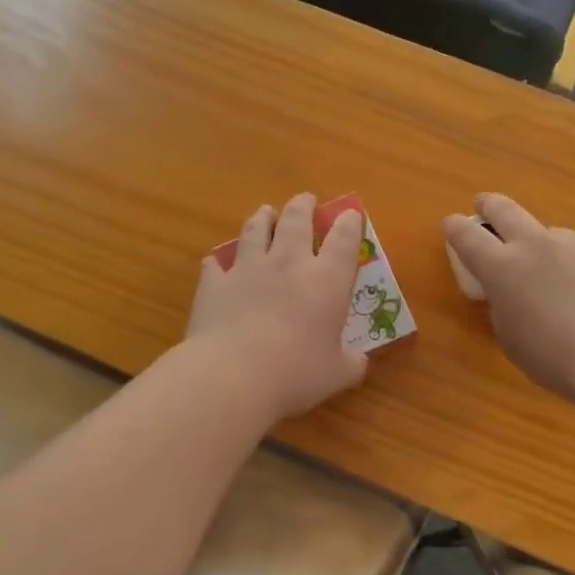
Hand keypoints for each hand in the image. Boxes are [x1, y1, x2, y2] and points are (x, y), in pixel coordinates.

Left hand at [186, 193, 367, 419]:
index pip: (343, 239)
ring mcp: (248, 269)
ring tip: (265, 212)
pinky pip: (215, 264)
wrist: (233, 375)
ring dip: (262, 218)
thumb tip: (359, 361)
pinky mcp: (214, 283)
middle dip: (303, 206)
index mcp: (326, 280)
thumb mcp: (337, 374)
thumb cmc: (296, 373)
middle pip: (297, 220)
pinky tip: (216, 262)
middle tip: (305, 199)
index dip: (348, 223)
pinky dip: (218, 261)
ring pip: (255, 230)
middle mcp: (288, 263)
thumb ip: (351, 363)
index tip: (349, 214)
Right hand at [443, 192, 574, 400]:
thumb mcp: (510, 338)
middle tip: (484, 204)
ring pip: (551, 234)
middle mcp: (538, 246)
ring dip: (541, 244)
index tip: (450, 224)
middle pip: (506, 211)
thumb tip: (512, 296)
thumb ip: (504, 308)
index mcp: (503, 267)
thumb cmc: (553, 356)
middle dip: (490, 206)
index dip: (455, 228)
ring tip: (548, 271)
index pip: (468, 237)